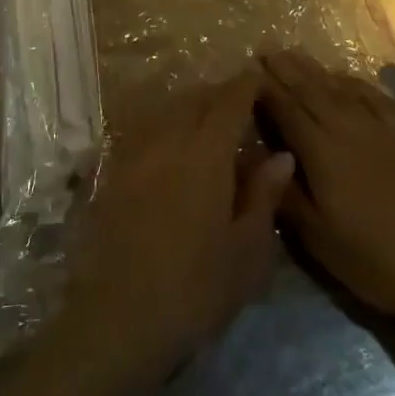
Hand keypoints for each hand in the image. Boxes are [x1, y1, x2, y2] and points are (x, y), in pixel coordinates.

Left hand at [58, 72, 294, 390]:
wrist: (118, 319)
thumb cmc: (195, 289)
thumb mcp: (246, 252)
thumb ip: (263, 196)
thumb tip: (280, 155)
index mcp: (206, 153)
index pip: (230, 102)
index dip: (246, 85)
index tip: (260, 76)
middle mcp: (169, 140)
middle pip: (196, 99)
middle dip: (219, 93)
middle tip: (239, 101)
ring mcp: (136, 154)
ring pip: (167, 111)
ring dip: (190, 106)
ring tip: (207, 119)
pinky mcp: (114, 173)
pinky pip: (144, 131)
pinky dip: (163, 125)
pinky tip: (169, 145)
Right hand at [259, 50, 394, 331]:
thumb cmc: (373, 259)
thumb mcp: (318, 237)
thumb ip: (285, 191)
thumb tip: (259, 154)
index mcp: (321, 151)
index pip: (286, 109)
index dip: (265, 88)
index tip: (247, 70)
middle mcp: (348, 128)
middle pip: (311, 89)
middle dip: (285, 68)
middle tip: (265, 49)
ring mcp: (381, 127)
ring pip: (340, 88)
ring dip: (315, 69)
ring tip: (295, 54)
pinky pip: (375, 96)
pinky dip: (354, 82)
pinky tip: (345, 77)